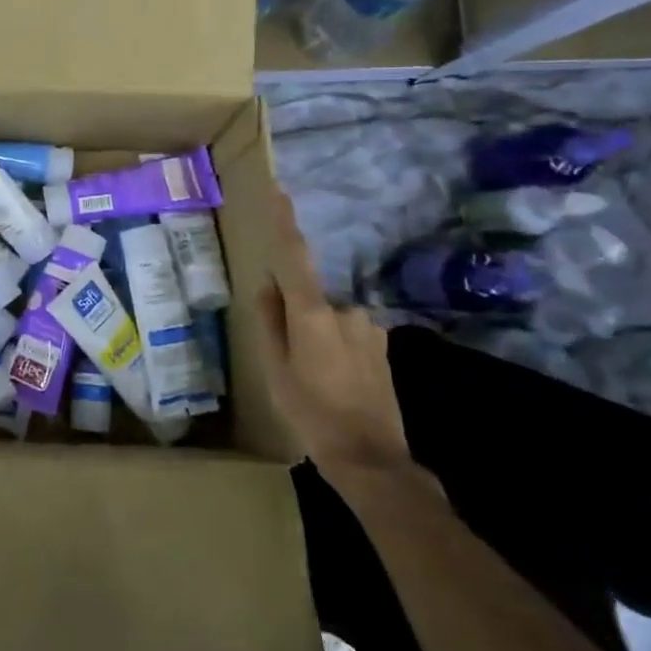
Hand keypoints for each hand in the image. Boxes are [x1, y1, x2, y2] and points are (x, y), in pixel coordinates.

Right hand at [256, 196, 413, 487]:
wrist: (371, 459)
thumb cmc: (312, 414)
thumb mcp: (275, 371)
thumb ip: (270, 322)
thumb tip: (268, 285)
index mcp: (313, 315)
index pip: (295, 259)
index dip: (286, 224)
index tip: (280, 191)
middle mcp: (346, 312)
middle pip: (308, 298)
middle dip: (295, 318)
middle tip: (288, 362)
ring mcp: (369, 328)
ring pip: (328, 319)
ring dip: (316, 337)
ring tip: (313, 382)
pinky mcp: (382, 346)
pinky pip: (346, 334)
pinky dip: (334, 349)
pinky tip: (334, 385)